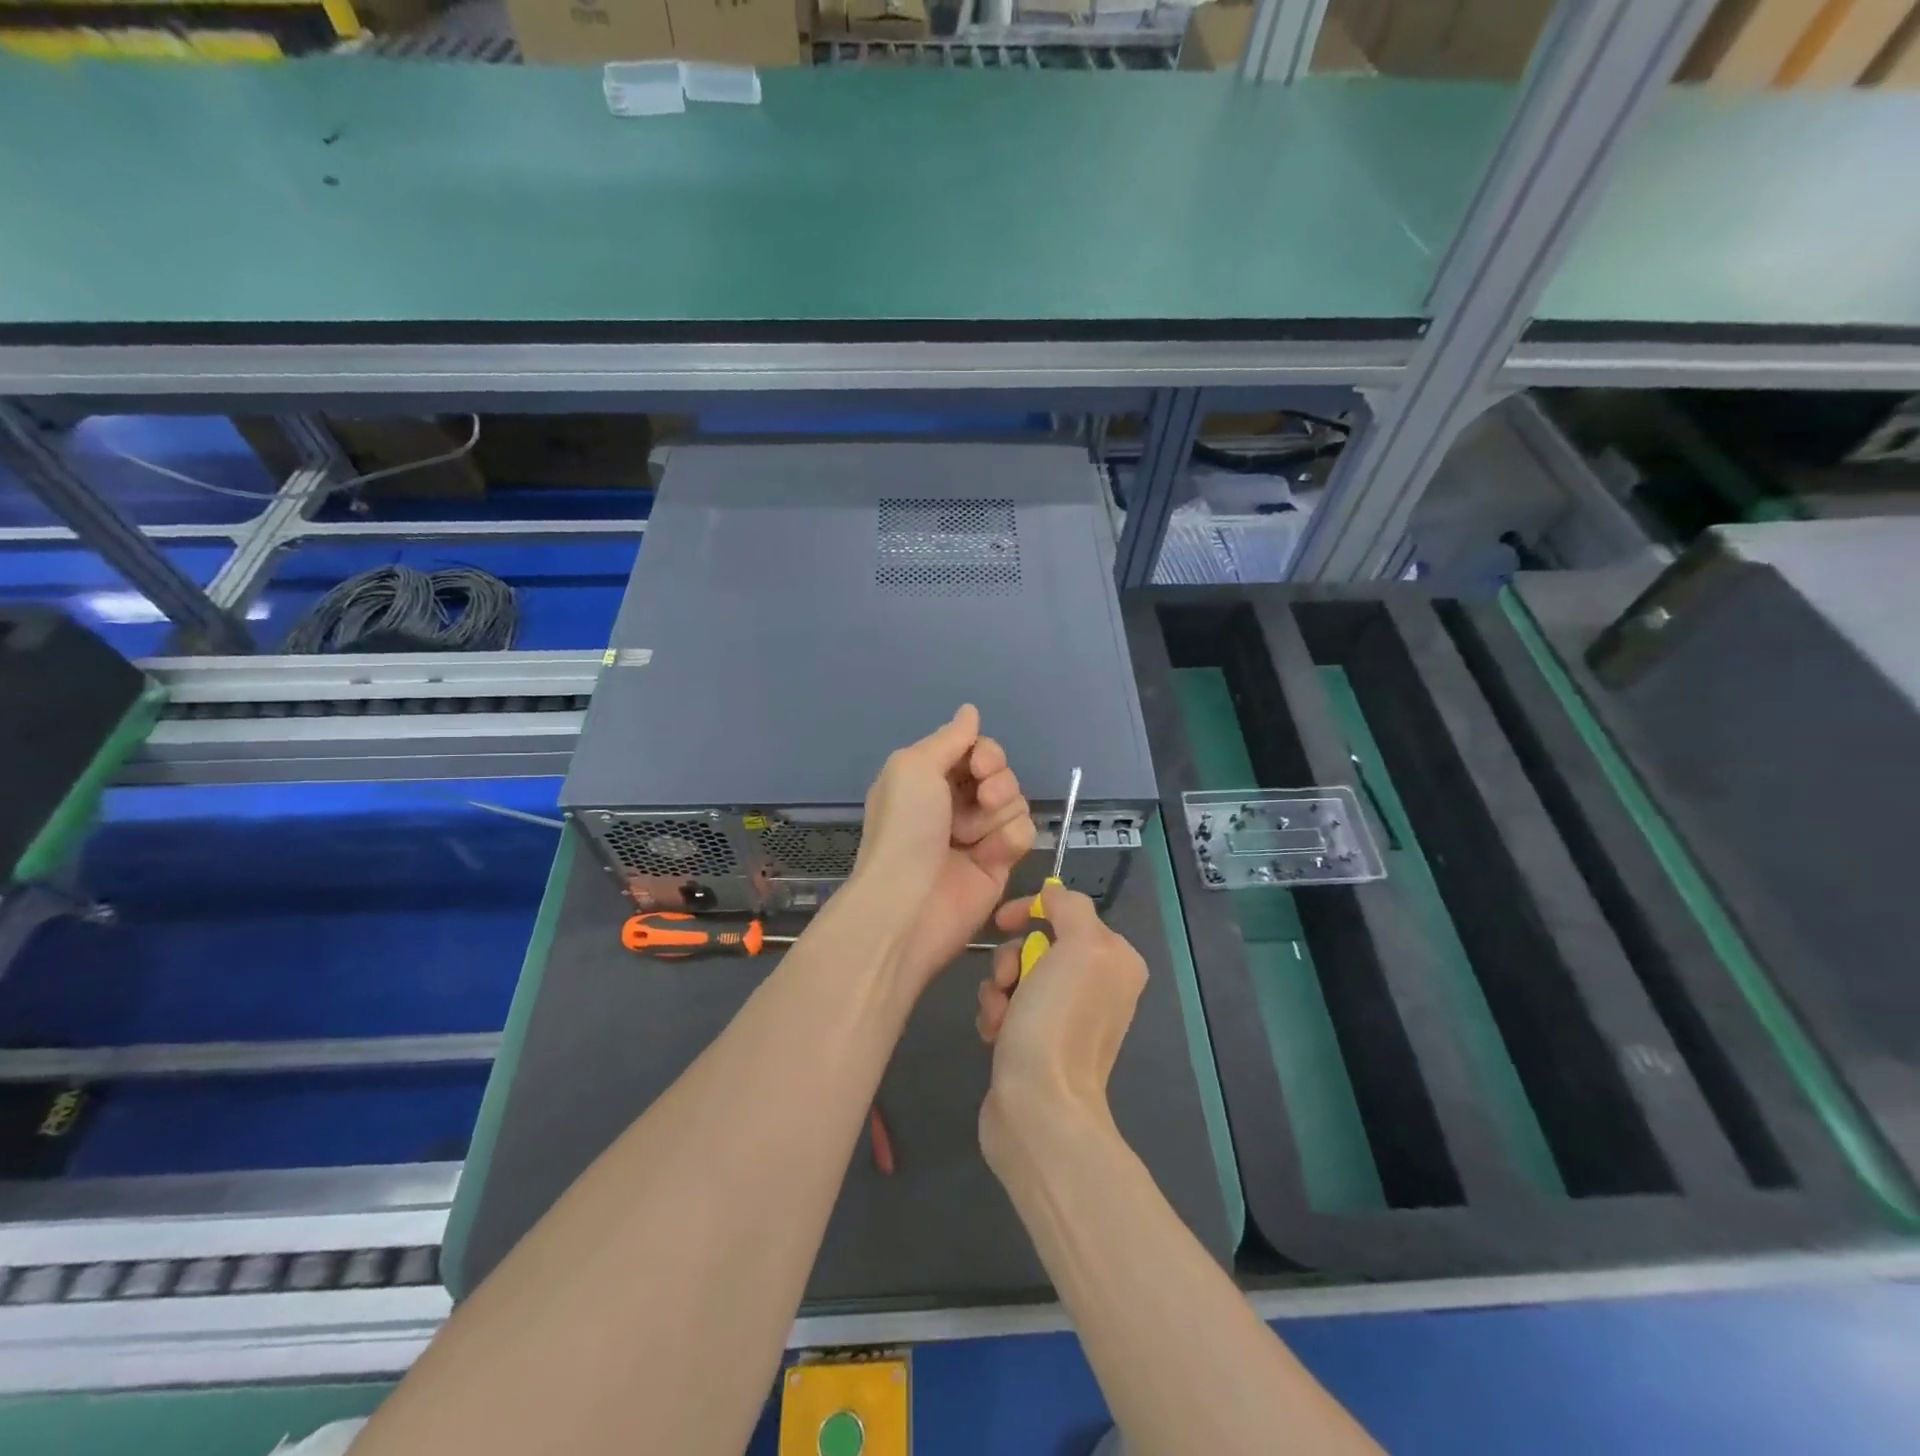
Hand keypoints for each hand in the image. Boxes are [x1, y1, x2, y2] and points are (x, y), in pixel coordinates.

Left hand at [849, 704, 1035, 993]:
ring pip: (1016, 800)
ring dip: (1001, 810)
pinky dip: (1011, 839)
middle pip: (1000, 772)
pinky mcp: (999, 863)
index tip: (980, 765)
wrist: (909, 903)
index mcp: (928, 777)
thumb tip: (970, 711)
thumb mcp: (914, 767)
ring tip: (975, 833)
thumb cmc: (905, 829)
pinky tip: (990, 855)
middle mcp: (953, 802)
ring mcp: (978, 833)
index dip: (985, 752)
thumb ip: (949, 738)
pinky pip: (1024, 833)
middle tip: (982, 798)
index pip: (974, 748)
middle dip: (997, 779)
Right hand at [975, 881, 1147, 1176]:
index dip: (1030, 911)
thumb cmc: (1059, 1021)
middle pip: (1036, 944)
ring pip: (1015, 975)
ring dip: (998, 990)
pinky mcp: (1035, 1042)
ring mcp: (1065, 1016)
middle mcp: (1096, 985)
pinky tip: (994, 1035)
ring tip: (1000, 1019)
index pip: (1066, 911)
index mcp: (1115, 960)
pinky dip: (995, 1015)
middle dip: (1011, 960)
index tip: (1001, 923)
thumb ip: (1070, 907)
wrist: (1039, 1108)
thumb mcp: (1080, 945)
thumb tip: (1051, 895)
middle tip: (1008, 983)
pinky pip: (1006, 1007)